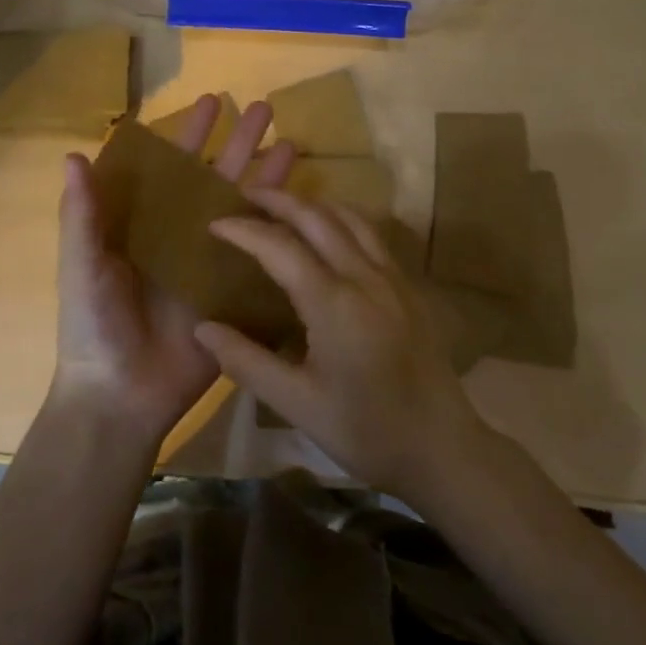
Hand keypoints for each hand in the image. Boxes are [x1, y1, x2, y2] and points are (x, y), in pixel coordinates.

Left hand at [52, 95, 295, 449]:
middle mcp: (182, 235)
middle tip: (265, 108)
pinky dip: (282, 232)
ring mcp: (212, 263)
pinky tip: (307, 208)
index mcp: (145, 223)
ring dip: (267, 177)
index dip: (190, 134)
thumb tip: (73, 154)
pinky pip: (261, 257)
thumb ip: (81, 214)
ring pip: (245, 209)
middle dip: (239, 143)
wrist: (121, 395)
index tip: (211, 101)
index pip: (171, 167)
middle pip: (215, 179)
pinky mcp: (234, 293)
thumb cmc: (93, 326)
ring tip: (293, 142)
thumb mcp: (81, 266)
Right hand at [193, 190, 492, 500]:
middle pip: (317, 217)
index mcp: (334, 303)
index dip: (244, 230)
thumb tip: (203, 328)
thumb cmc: (366, 432)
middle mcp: (365, 277)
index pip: (281, 247)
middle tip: (245, 196)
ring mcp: (393, 277)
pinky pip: (371, 234)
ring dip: (312, 204)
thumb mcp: (297, 404)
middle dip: (278, 200)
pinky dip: (341, 219)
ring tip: (283, 206)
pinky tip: (329, 233)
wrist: (442, 448)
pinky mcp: (408, 286)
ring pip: (350, 218)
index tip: (214, 223)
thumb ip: (247, 361)